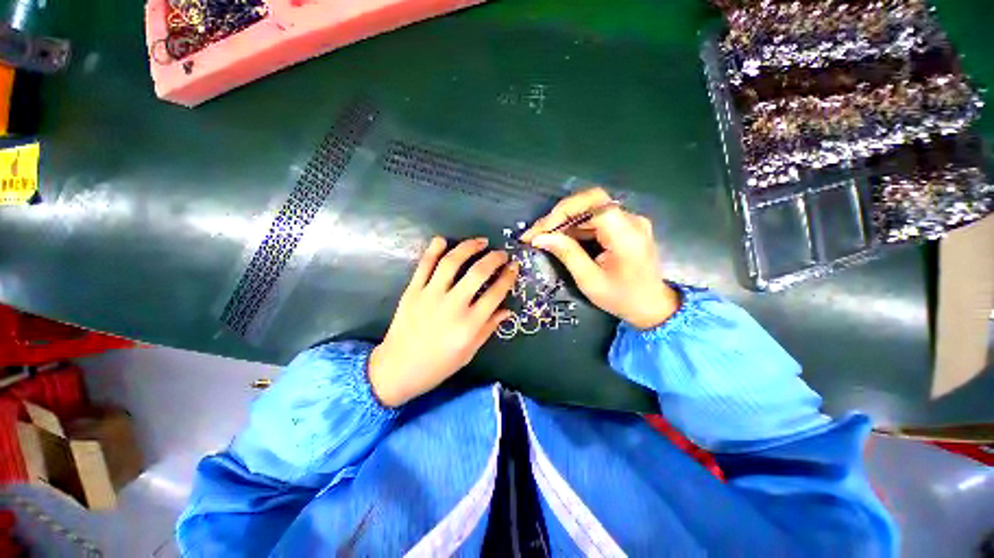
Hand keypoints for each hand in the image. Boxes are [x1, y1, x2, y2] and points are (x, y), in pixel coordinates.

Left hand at [368, 237, 518, 406]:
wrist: (398, 369)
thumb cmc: (438, 365)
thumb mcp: (469, 352)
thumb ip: (489, 328)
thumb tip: (507, 309)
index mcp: (469, 324)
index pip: (495, 293)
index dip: (508, 277)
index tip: (514, 267)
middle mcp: (453, 305)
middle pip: (478, 273)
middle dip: (494, 258)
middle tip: (501, 254)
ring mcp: (430, 295)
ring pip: (452, 262)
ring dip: (468, 247)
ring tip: (480, 242)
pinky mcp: (413, 291)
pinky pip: (424, 265)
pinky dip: (434, 249)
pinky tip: (443, 240)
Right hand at [521, 187, 678, 329]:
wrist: (653, 306)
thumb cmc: (622, 298)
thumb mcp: (590, 281)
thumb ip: (567, 254)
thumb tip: (540, 238)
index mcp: (626, 235)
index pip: (591, 205)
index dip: (561, 214)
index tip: (538, 232)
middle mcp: (631, 220)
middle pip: (590, 201)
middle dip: (559, 214)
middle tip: (537, 232)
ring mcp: (630, 221)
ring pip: (591, 207)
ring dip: (564, 219)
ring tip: (543, 235)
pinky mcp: (625, 225)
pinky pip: (595, 217)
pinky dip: (575, 225)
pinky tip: (561, 237)